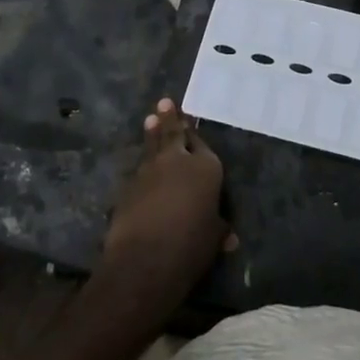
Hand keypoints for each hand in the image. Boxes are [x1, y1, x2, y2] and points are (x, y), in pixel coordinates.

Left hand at [101, 99, 235, 301]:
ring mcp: (150, 170)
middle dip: (171, 119)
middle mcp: (177, 161)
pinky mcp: (129, 185)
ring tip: (151, 118)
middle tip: (165, 102)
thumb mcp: (214, 238)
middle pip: (174, 134)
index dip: (196, 136)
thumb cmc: (191, 245)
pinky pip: (140, 169)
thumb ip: (219, 229)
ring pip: (153, 146)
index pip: (202, 145)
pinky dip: (143, 165)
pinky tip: (142, 166)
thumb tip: (230, 238)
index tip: (190, 123)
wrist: (145, 258)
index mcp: (206, 168)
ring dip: (152, 133)